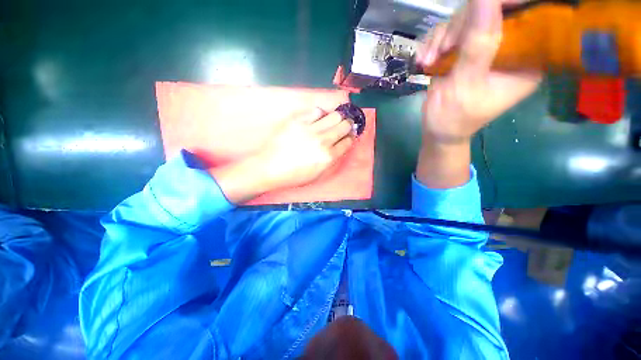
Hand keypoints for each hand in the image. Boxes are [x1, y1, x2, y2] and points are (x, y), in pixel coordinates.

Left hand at [213, 109, 354, 203]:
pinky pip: (316, 111)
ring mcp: (310, 129)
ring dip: (337, 117)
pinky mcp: (298, 120)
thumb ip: (332, 160)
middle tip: (346, 125)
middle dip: (348, 125)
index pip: (347, 142)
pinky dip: (320, 114)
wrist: (270, 167)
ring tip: (333, 120)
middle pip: (344, 125)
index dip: (351, 137)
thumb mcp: (318, 174)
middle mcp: (322, 141)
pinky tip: (318, 119)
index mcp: (328, 157)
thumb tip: (341, 145)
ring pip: (334, 115)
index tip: (350, 135)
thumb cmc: (294, 175)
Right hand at [416, 0, 542, 144]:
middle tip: (442, 50)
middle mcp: (510, 49)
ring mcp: (485, 48)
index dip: (506, 3)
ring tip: (429, 61)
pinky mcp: (465, 51)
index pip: (529, 16)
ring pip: (467, 19)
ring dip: (442, 38)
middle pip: (492, 12)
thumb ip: (478, 45)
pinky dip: (434, 44)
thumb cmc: (454, 117)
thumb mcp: (466, 84)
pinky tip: (425, 61)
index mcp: (526, 60)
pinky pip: (450, 32)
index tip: (479, 4)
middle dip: (461, 27)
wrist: (437, 130)